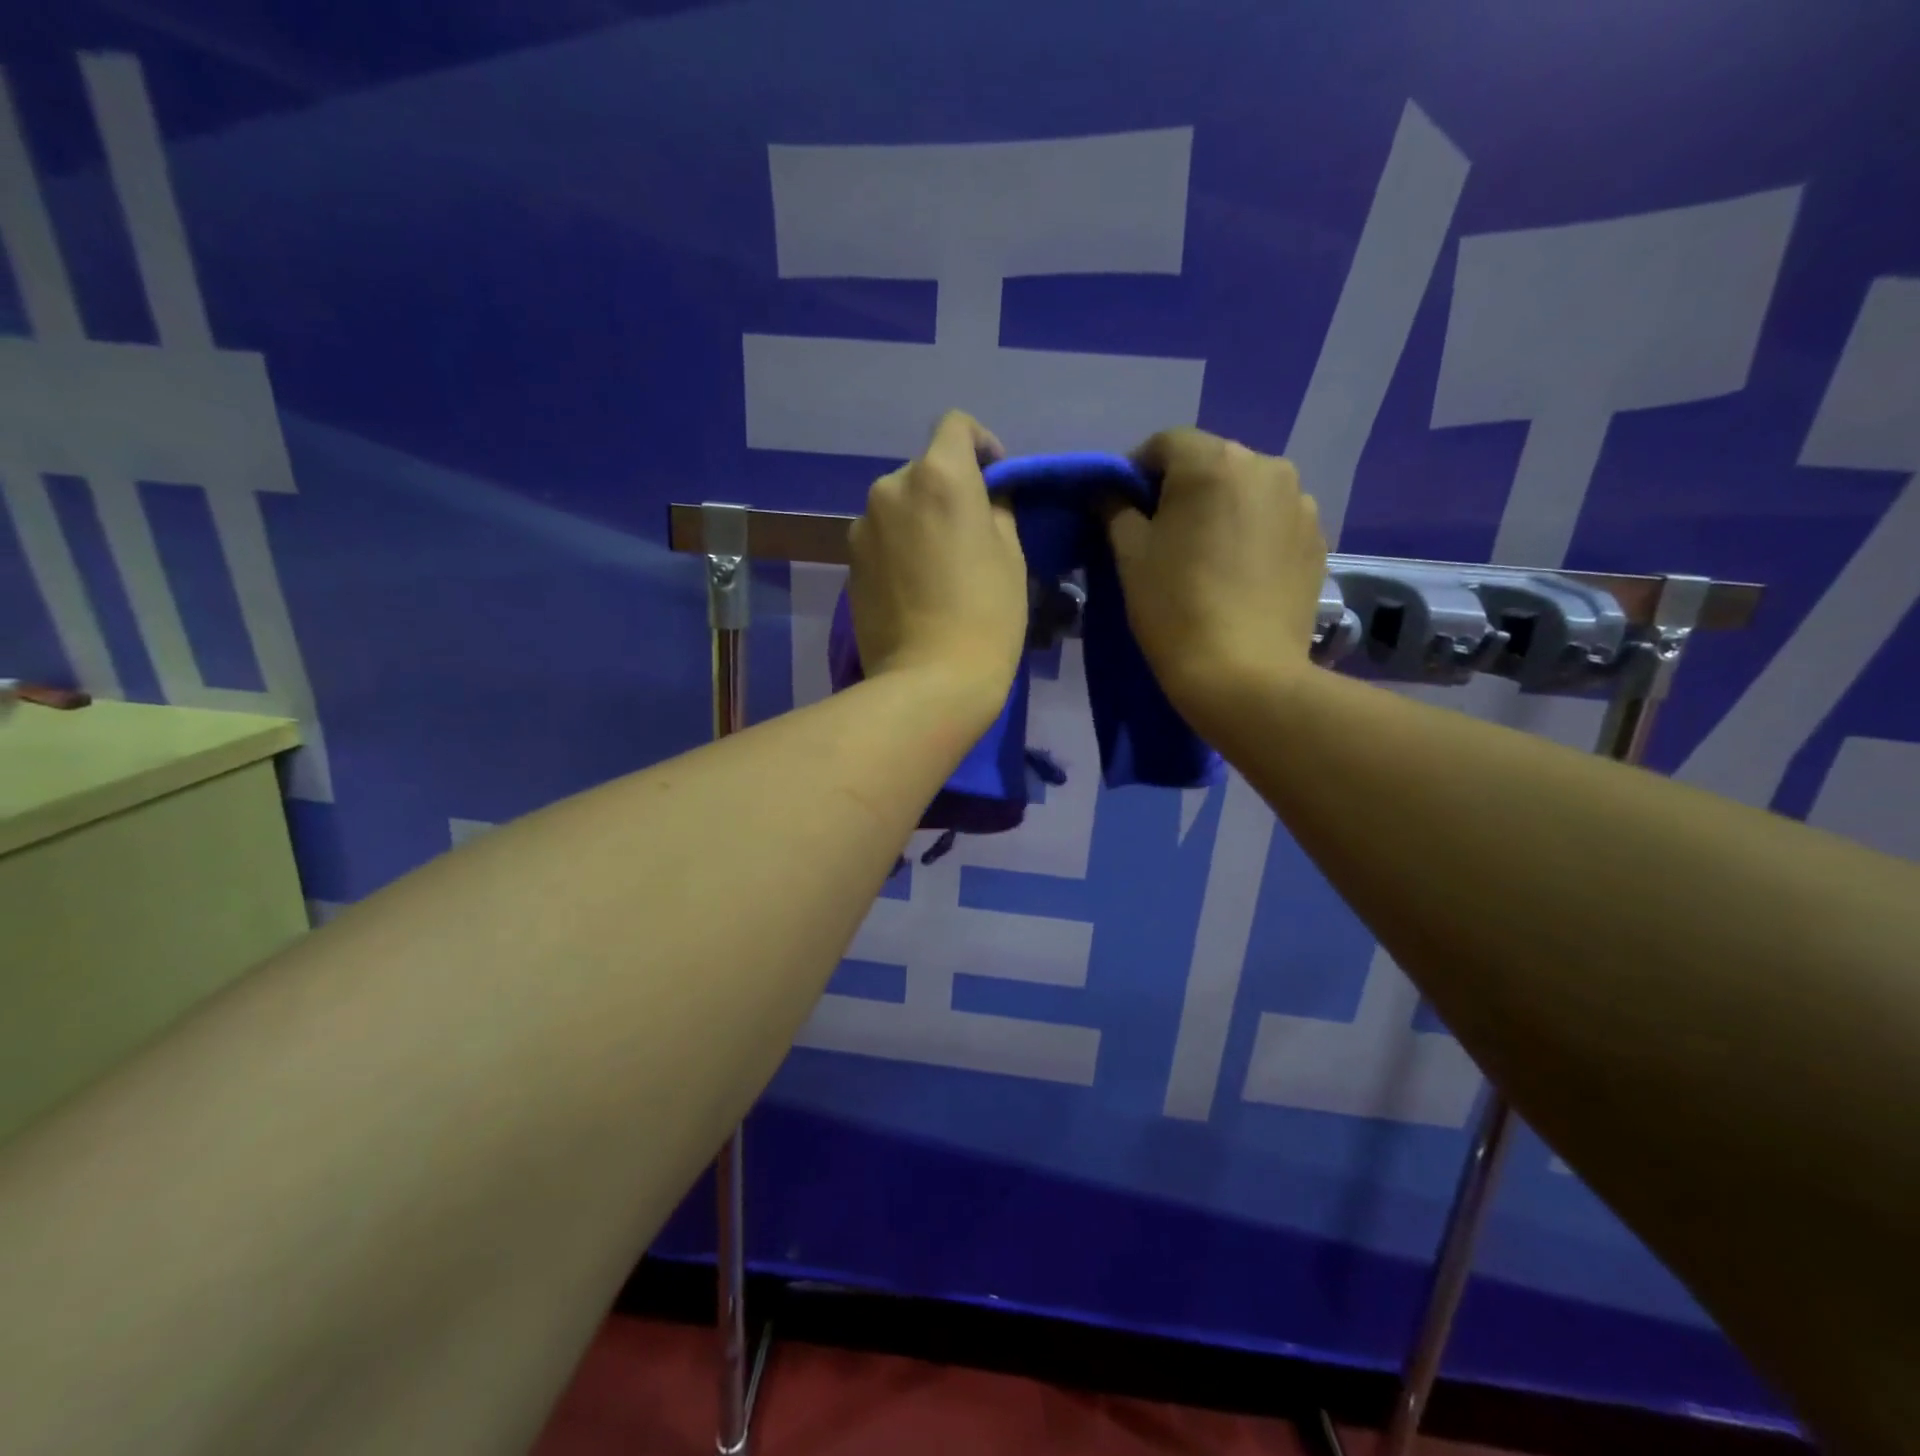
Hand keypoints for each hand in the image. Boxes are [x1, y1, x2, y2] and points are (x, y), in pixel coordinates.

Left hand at [847, 411, 1028, 722]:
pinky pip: (881, 539)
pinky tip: (916, 588)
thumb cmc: (986, 615)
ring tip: (940, 566)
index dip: (981, 443)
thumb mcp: (1010, 556)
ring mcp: (862, 527)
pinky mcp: (848, 564)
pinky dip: (899, 547)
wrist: (929, 681)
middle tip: (971, 533)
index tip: (995, 478)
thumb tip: (985, 498)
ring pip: (899, 506)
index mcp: (938, 476)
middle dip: (949, 489)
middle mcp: (890, 488)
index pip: (955, 426)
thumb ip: (996, 509)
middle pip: (924, 470)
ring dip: (921, 520)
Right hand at [1107, 428, 1326, 727]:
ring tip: (1206, 558)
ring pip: (1245, 491)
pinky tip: (1238, 574)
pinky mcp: (1317, 540)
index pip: (1164, 444)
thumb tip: (1109, 491)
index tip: (1123, 512)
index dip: (1136, 473)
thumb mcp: (1129, 555)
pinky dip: (1251, 534)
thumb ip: (1115, 509)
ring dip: (1221, 510)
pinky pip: (1273, 521)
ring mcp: (1300, 503)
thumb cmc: (1175, 608)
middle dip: (1182, 490)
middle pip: (1210, 463)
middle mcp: (1266, 466)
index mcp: (1214, 462)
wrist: (1244, 674)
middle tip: (1163, 537)